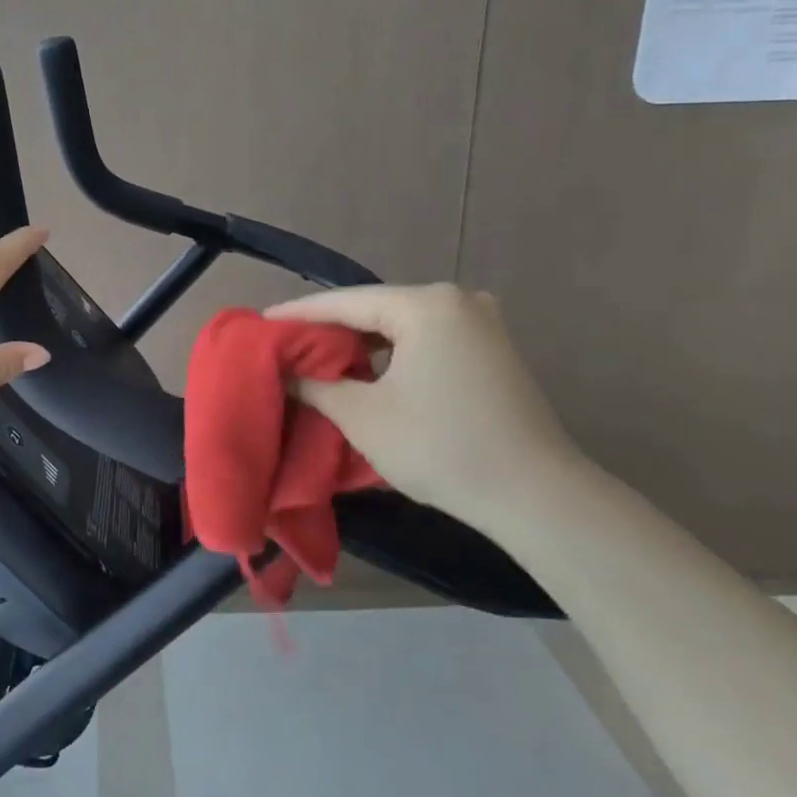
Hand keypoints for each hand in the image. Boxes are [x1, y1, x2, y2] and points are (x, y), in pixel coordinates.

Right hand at [264, 284, 581, 527]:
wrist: (536, 496)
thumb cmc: (440, 447)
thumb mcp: (362, 415)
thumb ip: (314, 385)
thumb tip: (283, 371)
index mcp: (426, 304)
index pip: (345, 301)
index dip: (298, 314)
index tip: (260, 322)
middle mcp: (458, 300)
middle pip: (375, 308)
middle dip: (329, 329)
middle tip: (285, 344)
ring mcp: (482, 324)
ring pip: (402, 325)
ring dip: (361, 343)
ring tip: (318, 358)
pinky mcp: (494, 350)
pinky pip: (428, 340)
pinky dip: (394, 353)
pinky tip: (368, 371)